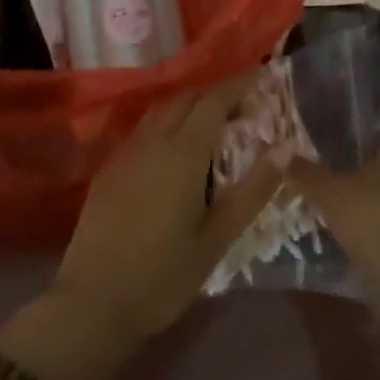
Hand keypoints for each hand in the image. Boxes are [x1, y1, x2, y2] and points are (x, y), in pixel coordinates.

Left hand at [53, 74, 289, 343]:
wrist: (91, 305)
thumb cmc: (163, 276)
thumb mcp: (218, 237)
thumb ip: (254, 189)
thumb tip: (287, 146)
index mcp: (183, 152)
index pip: (214, 100)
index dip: (240, 83)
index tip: (263, 75)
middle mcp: (153, 141)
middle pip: (187, 97)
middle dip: (216, 92)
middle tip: (244, 102)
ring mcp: (126, 153)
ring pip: (162, 109)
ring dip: (190, 104)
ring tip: (214, 120)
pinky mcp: (109, 169)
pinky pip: (144, 129)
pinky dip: (168, 122)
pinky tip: (176, 147)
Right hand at [287, 135, 379, 271]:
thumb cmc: (368, 215)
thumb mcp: (328, 190)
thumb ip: (305, 172)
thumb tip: (280, 154)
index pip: (371, 135)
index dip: (346, 136)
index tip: (320, 142)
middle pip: (372, 165)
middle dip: (346, 169)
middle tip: (315, 170)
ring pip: (374, 193)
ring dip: (352, 197)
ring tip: (320, 198)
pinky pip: (377, 218)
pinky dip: (359, 220)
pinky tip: (335, 226)